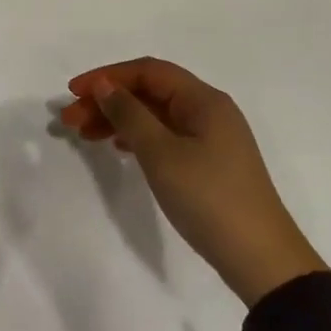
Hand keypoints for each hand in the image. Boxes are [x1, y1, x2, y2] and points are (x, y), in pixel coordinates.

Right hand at [60, 58, 325, 306]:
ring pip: (155, 115)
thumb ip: (129, 115)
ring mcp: (211, 137)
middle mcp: (209, 110)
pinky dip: (137, 137)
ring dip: (119, 119)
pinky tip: (118, 149)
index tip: (73, 93)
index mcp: (204, 100)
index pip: (148, 71)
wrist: (260, 258)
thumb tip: (104, 86)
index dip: (107, 76)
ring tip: (84, 135)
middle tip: (70, 120)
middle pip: (150, 91)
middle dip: (108, 100)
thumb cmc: (209, 198)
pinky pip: (165, 135)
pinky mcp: (209, 162)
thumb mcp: (162, 154)